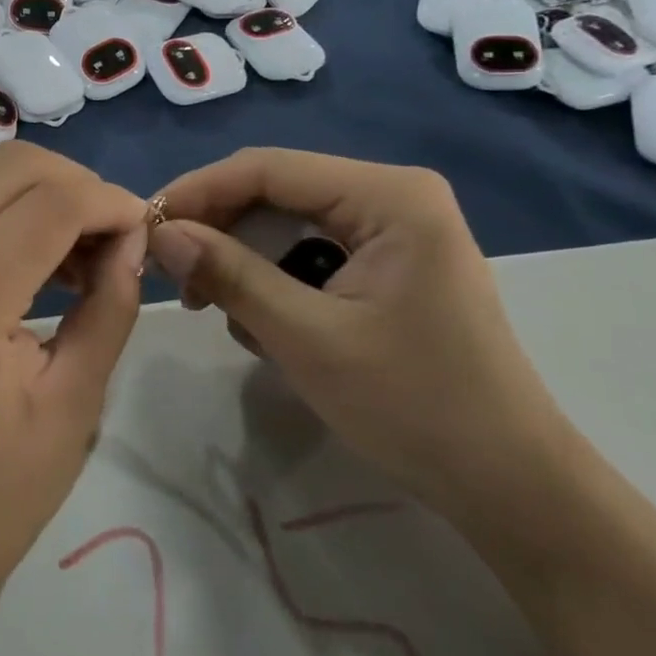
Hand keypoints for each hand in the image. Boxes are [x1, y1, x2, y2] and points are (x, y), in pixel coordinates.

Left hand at [0, 142, 148, 616]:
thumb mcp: (74, 401)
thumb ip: (109, 303)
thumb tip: (133, 237)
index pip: (50, 200)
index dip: (112, 202)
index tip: (150, 231)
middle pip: (12, 167)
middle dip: (79, 185)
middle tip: (118, 241)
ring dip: (46, 198)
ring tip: (85, 260)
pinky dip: (13, 218)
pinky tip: (43, 267)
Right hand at [148, 149, 572, 520]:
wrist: (511, 487)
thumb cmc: (415, 407)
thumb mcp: (306, 338)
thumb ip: (229, 275)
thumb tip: (161, 233)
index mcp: (389, 196)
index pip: (268, 168)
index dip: (198, 191)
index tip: (145, 227)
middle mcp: (393, 196)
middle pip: (276, 191)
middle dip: (220, 231)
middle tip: (176, 278)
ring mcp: (395, 229)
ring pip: (288, 223)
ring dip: (245, 262)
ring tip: (221, 311)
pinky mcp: (390, 263)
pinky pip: (311, 251)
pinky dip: (276, 280)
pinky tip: (267, 325)